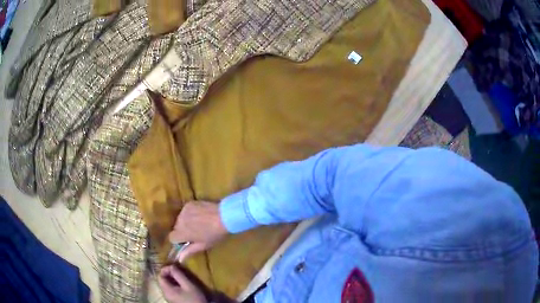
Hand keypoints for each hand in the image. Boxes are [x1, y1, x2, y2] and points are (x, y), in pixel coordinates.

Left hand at [158, 265, 206, 302]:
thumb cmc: (194, 298)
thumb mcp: (188, 285)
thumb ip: (178, 275)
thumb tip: (172, 266)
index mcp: (166, 289)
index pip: (159, 276)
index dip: (165, 269)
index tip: (175, 267)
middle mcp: (165, 293)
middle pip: (162, 280)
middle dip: (169, 274)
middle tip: (179, 271)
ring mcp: (168, 297)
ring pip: (166, 285)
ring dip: (172, 279)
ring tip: (181, 277)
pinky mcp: (173, 300)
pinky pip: (170, 289)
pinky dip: (174, 284)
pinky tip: (182, 285)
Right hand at [169, 201, 227, 261]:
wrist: (224, 216)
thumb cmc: (214, 234)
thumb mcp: (203, 245)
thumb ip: (189, 251)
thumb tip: (179, 258)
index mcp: (181, 233)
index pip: (172, 238)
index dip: (179, 240)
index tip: (188, 241)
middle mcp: (179, 220)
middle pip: (176, 228)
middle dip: (183, 231)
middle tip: (196, 233)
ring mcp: (184, 210)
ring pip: (181, 219)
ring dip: (186, 222)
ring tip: (200, 223)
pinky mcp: (189, 204)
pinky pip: (186, 211)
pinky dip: (190, 214)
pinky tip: (201, 215)